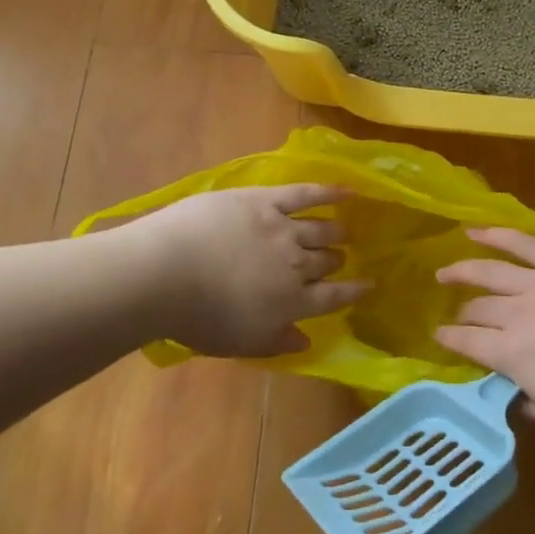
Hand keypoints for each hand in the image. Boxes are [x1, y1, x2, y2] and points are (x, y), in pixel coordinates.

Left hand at [128, 185, 369, 358]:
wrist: (166, 272)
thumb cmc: (197, 318)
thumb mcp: (240, 342)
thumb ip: (277, 342)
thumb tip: (306, 340)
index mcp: (292, 302)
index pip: (332, 297)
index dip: (352, 292)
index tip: (369, 286)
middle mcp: (296, 264)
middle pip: (325, 261)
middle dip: (336, 261)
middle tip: (340, 258)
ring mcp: (283, 228)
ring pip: (321, 228)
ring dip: (335, 232)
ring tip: (343, 231)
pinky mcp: (265, 200)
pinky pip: (305, 193)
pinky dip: (329, 192)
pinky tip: (347, 191)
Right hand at [435, 227, 534, 426]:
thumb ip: (529, 403)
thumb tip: (511, 392)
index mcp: (514, 355)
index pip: (467, 343)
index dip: (448, 341)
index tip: (437, 338)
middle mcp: (518, 313)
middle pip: (477, 309)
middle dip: (461, 314)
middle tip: (456, 317)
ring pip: (489, 270)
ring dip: (462, 270)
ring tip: (444, 271)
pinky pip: (524, 242)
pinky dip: (497, 234)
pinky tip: (476, 231)